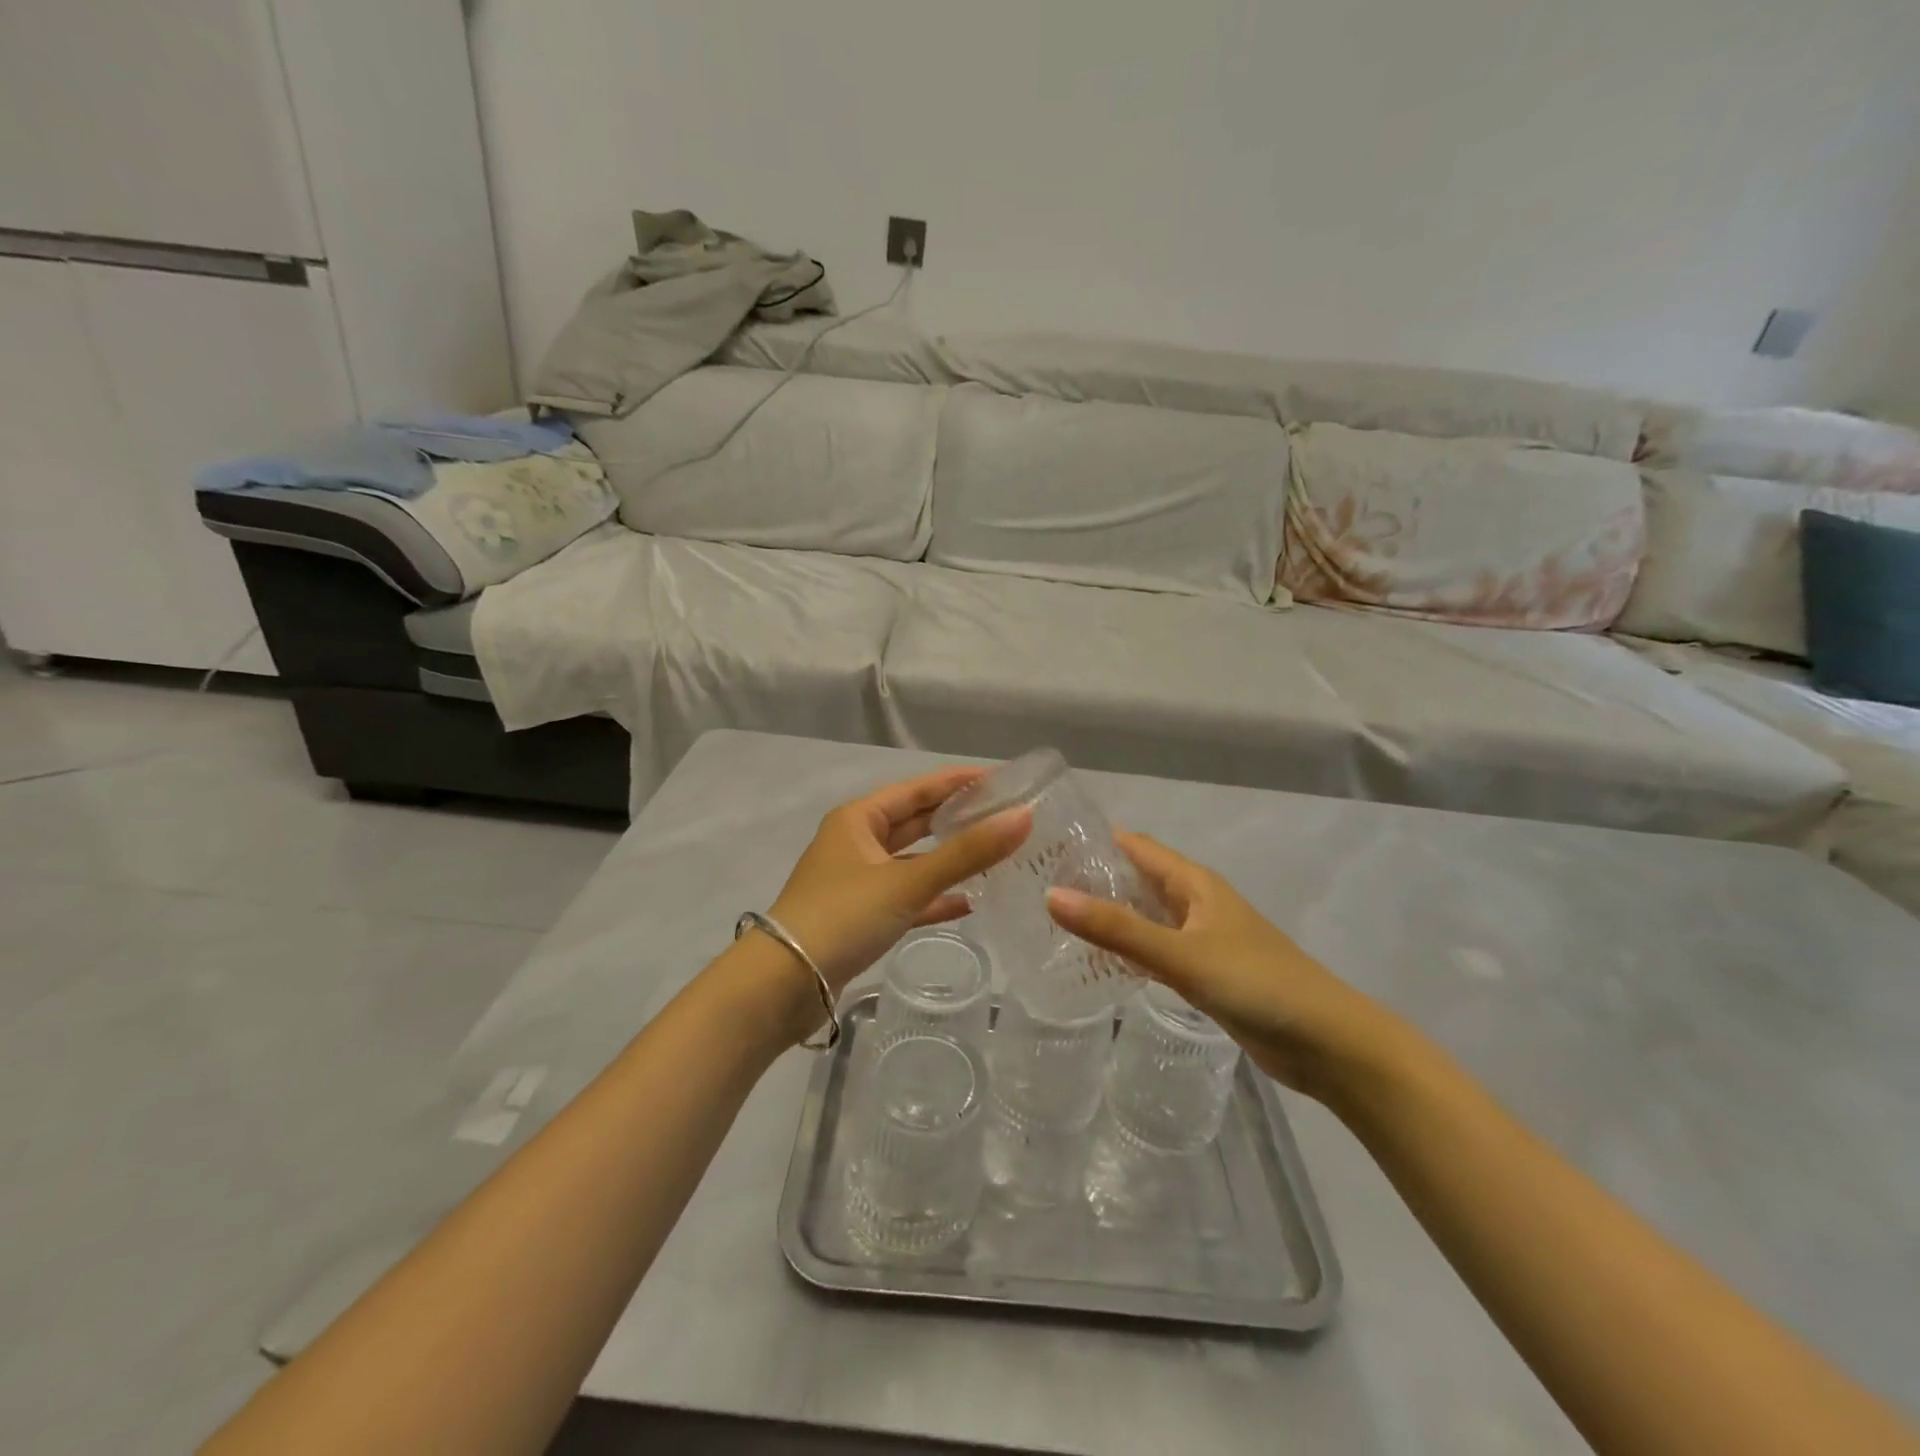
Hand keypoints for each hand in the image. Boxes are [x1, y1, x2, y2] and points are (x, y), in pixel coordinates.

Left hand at [767, 767, 1031, 995]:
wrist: (783, 985)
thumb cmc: (842, 917)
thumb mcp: (907, 882)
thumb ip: (966, 853)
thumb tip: (1023, 818)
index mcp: (858, 819)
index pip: (917, 789)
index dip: (958, 782)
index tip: (1001, 780)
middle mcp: (856, 842)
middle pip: (915, 822)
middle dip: (956, 819)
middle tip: (1004, 816)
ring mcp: (857, 881)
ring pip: (911, 861)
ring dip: (947, 860)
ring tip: (994, 856)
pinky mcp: (860, 917)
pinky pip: (905, 897)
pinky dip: (933, 898)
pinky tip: (967, 904)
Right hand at [1047, 832, 1391, 1097]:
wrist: (1326, 1043)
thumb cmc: (1257, 983)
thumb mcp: (1181, 954)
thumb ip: (1117, 928)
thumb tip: (1052, 896)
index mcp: (1195, 883)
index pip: (1135, 846)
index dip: (1094, 842)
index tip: (1046, 847)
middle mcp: (1196, 902)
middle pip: (1138, 879)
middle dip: (1094, 880)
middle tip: (1038, 887)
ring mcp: (1202, 938)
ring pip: (1146, 916)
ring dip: (1110, 916)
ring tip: (1056, 922)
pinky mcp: (1205, 973)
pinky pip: (1156, 950)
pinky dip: (1129, 950)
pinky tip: (1099, 963)